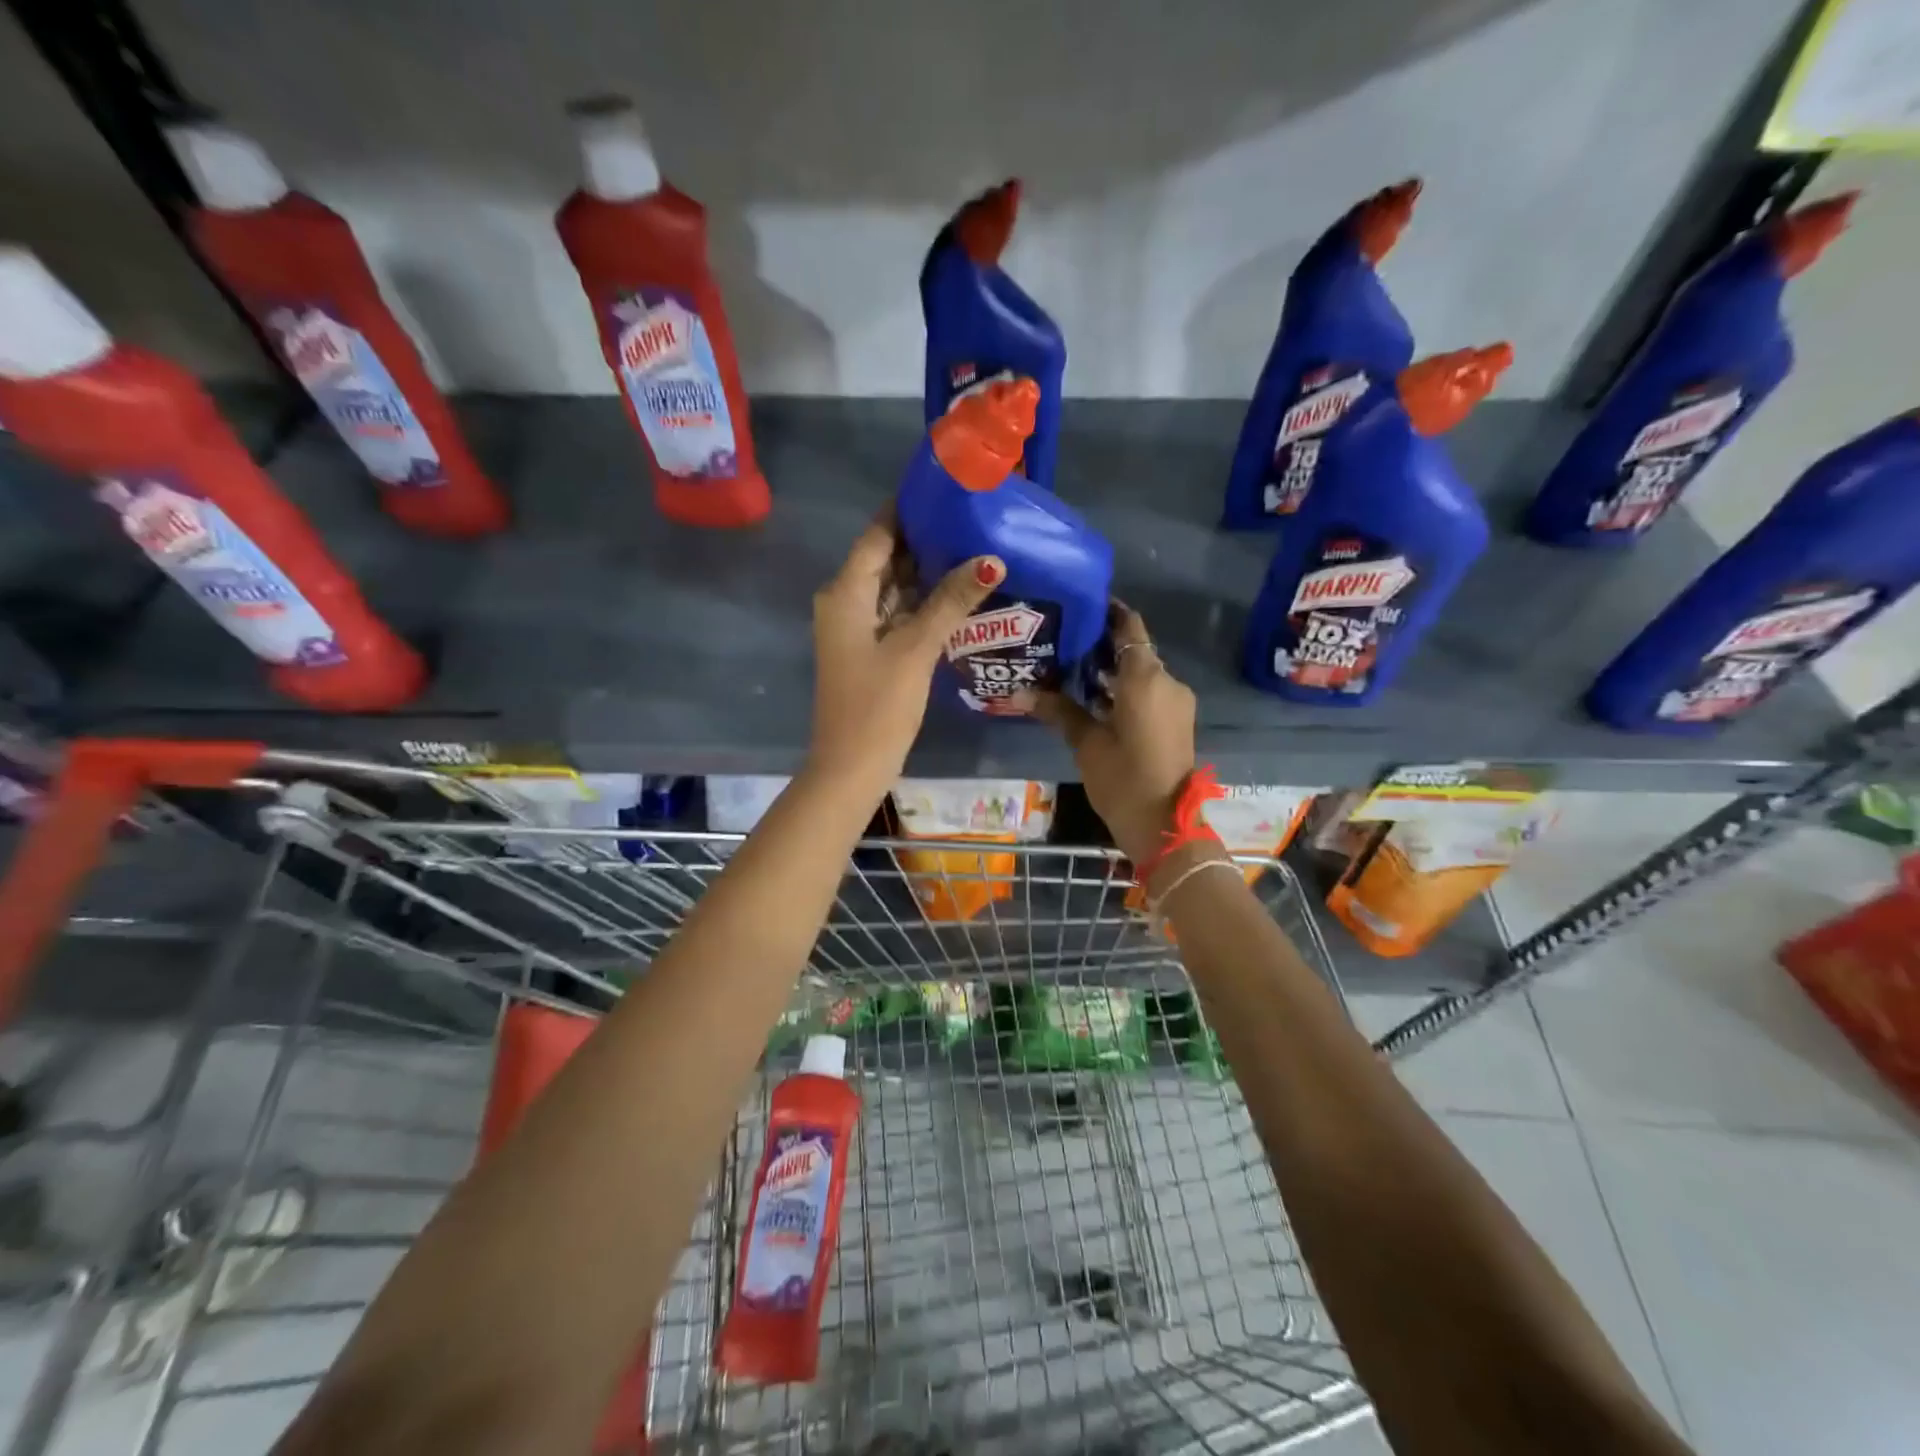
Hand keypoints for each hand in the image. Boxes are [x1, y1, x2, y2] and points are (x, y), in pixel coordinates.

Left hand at [808, 512, 1004, 791]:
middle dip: (925, 539)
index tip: (947, 489)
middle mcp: (846, 602)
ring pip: (894, 587)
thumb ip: (951, 601)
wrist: (851, 767)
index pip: (878, 534)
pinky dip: (923, 602)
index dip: (908, 509)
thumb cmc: (878, 705)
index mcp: (846, 593)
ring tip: (974, 547)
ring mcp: (857, 628)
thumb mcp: (916, 648)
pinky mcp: (870, 650)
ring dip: (928, 571)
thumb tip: (991, 558)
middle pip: (886, 557)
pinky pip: (898, 613)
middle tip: (973, 518)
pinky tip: (959, 594)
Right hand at [1035, 604, 1196, 864]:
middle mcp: (1166, 681)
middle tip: (1062, 640)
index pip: (1130, 627)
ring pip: (1141, 673)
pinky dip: (1124, 690)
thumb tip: (1021, 693)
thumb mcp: (1086, 743)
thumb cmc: (1123, 779)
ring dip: (1112, 670)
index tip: (1079, 606)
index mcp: (1146, 678)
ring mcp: (1175, 703)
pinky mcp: (1175, 722)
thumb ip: (1059, 710)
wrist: (1165, 825)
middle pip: (1134, 649)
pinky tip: (1092, 699)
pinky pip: (1148, 693)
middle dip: (1102, 644)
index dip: (1108, 612)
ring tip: (1070, 669)